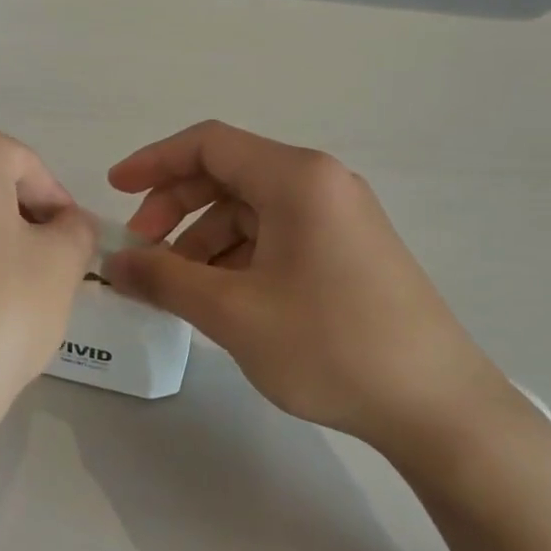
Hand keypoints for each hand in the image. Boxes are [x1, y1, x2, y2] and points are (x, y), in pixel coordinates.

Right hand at [103, 121, 521, 452]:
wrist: (436, 406)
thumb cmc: (329, 345)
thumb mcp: (232, 312)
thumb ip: (164, 279)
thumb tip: (115, 263)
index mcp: (296, 179)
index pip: (209, 144)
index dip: (153, 162)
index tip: (114, 192)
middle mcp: (320, 184)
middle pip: (227, 175)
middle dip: (174, 209)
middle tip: (142, 254)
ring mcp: (338, 218)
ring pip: (249, 211)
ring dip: (202, 241)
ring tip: (177, 290)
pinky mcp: (346, 252)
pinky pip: (275, 238)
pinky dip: (236, 258)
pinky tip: (220, 300)